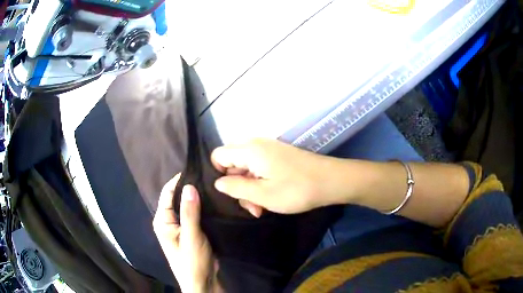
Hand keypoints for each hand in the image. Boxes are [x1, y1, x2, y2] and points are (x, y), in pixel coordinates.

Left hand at [153, 174, 221, 292]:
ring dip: (198, 198)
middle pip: (178, 198)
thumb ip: (189, 212)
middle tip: (209, 177)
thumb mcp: (191, 237)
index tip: (197, 170)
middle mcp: (169, 221)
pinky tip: (214, 202)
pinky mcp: (192, 231)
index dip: (179, 180)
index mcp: (162, 220)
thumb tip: (189, 185)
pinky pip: (195, 215)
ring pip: (188, 206)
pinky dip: (202, 208)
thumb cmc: (192, 261)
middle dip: (190, 188)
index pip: (168, 193)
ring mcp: (180, 227)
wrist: (202, 282)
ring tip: (213, 186)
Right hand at [211, 139, 347, 216]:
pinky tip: (269, 198)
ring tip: (260, 208)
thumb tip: (218, 182)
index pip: (219, 155)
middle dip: (237, 185)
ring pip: (247, 167)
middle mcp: (257, 144)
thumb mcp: (262, 195)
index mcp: (249, 150)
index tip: (230, 192)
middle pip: (233, 162)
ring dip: (249, 187)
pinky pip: (260, 167)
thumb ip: (236, 187)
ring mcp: (269, 149)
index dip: (219, 174)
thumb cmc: (296, 190)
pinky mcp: (279, 155)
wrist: (331, 181)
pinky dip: (260, 182)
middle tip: (250, 206)